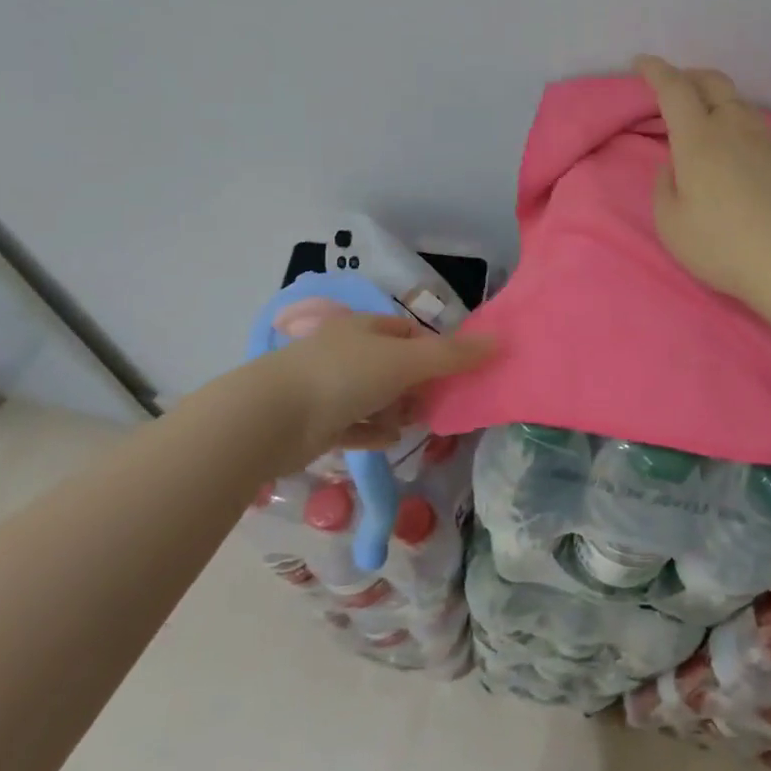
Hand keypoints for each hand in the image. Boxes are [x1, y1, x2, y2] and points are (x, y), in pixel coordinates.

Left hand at [279, 310, 496, 454]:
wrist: (272, 418)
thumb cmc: (343, 376)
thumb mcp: (405, 361)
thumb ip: (451, 355)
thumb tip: (499, 341)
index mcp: (363, 328)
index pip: (407, 332)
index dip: (433, 349)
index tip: (453, 372)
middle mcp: (345, 352)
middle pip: (392, 365)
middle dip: (416, 384)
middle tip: (437, 404)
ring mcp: (328, 387)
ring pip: (374, 396)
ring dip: (396, 410)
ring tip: (414, 425)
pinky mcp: (316, 422)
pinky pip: (354, 425)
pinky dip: (373, 432)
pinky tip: (390, 442)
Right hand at [635, 55, 770, 312]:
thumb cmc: (722, 246)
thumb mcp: (671, 224)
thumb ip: (664, 187)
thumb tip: (672, 166)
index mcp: (699, 139)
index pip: (674, 89)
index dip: (655, 71)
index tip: (641, 63)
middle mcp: (734, 127)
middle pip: (712, 82)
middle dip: (688, 75)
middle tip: (672, 85)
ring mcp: (766, 140)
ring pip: (737, 102)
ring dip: (715, 98)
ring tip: (702, 116)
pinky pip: (755, 124)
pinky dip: (735, 120)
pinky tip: (733, 145)